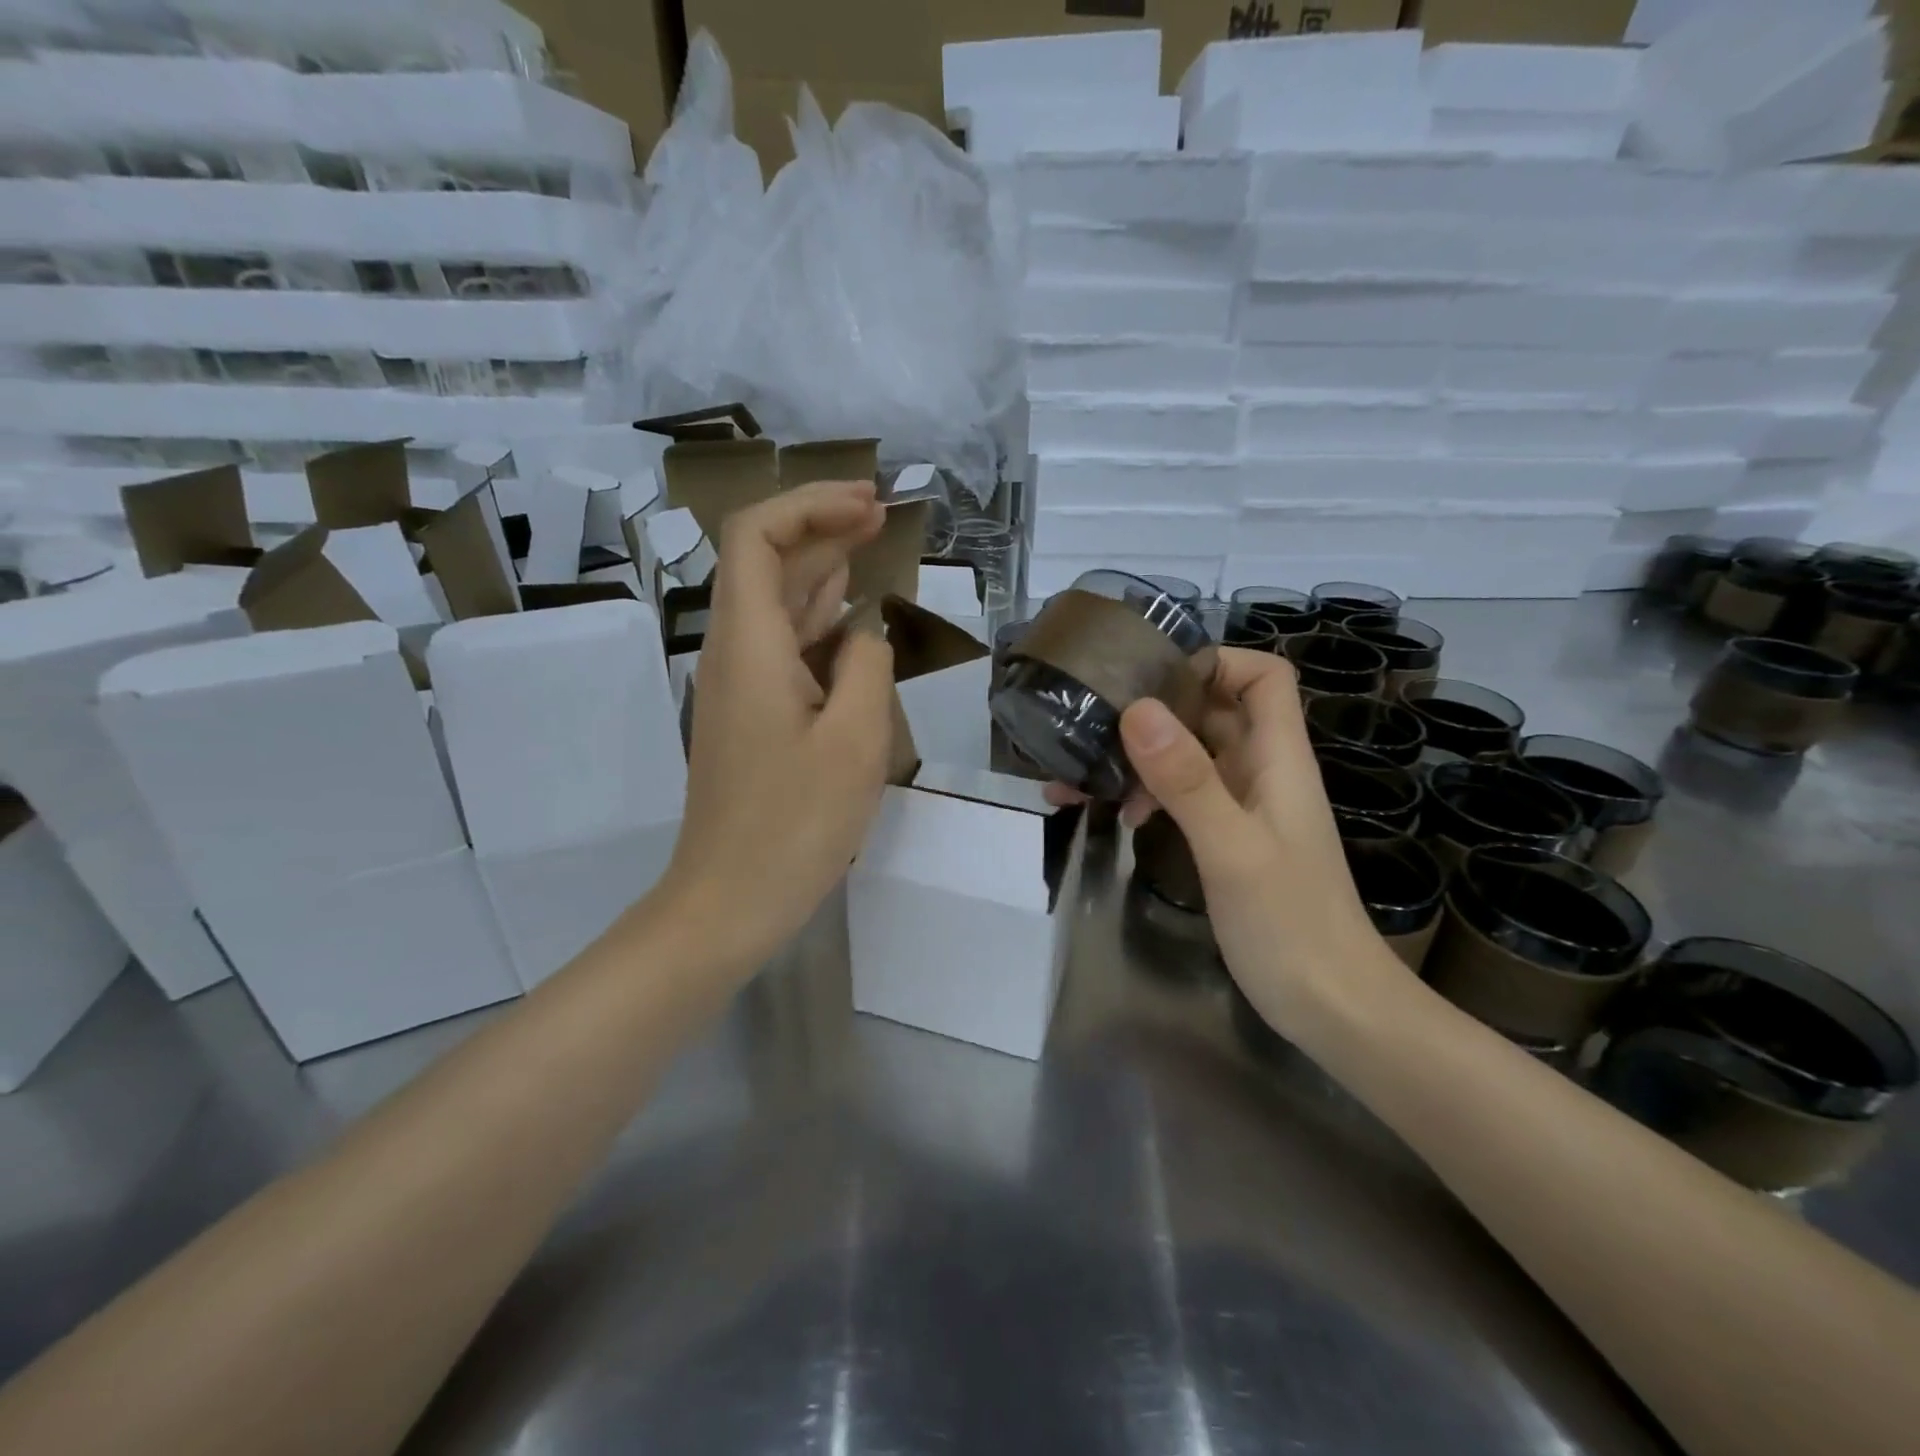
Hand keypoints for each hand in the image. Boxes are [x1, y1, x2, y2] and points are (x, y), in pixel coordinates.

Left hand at [655, 480, 893, 970]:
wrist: (730, 900)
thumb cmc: (795, 825)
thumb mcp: (855, 741)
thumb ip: (865, 667)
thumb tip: (862, 637)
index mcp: (751, 646)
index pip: (755, 537)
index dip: (807, 505)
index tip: (866, 504)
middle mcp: (735, 653)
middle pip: (765, 562)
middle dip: (820, 526)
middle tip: (881, 515)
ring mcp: (740, 686)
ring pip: (775, 602)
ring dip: (820, 567)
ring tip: (872, 546)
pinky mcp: (752, 715)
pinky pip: (783, 645)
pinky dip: (817, 617)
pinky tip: (849, 616)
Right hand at [1075, 650, 1403, 1029]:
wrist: (1333, 1009)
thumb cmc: (1292, 927)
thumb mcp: (1233, 849)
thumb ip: (1187, 781)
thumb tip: (1136, 709)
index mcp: (1278, 759)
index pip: (1263, 675)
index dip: (1215, 661)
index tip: (1152, 677)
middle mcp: (1262, 771)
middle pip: (1214, 710)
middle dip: (1156, 709)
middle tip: (1093, 721)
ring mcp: (1244, 807)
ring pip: (1191, 755)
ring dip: (1142, 757)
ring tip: (1084, 776)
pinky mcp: (1228, 839)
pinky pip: (1184, 796)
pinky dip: (1150, 794)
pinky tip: (1120, 818)